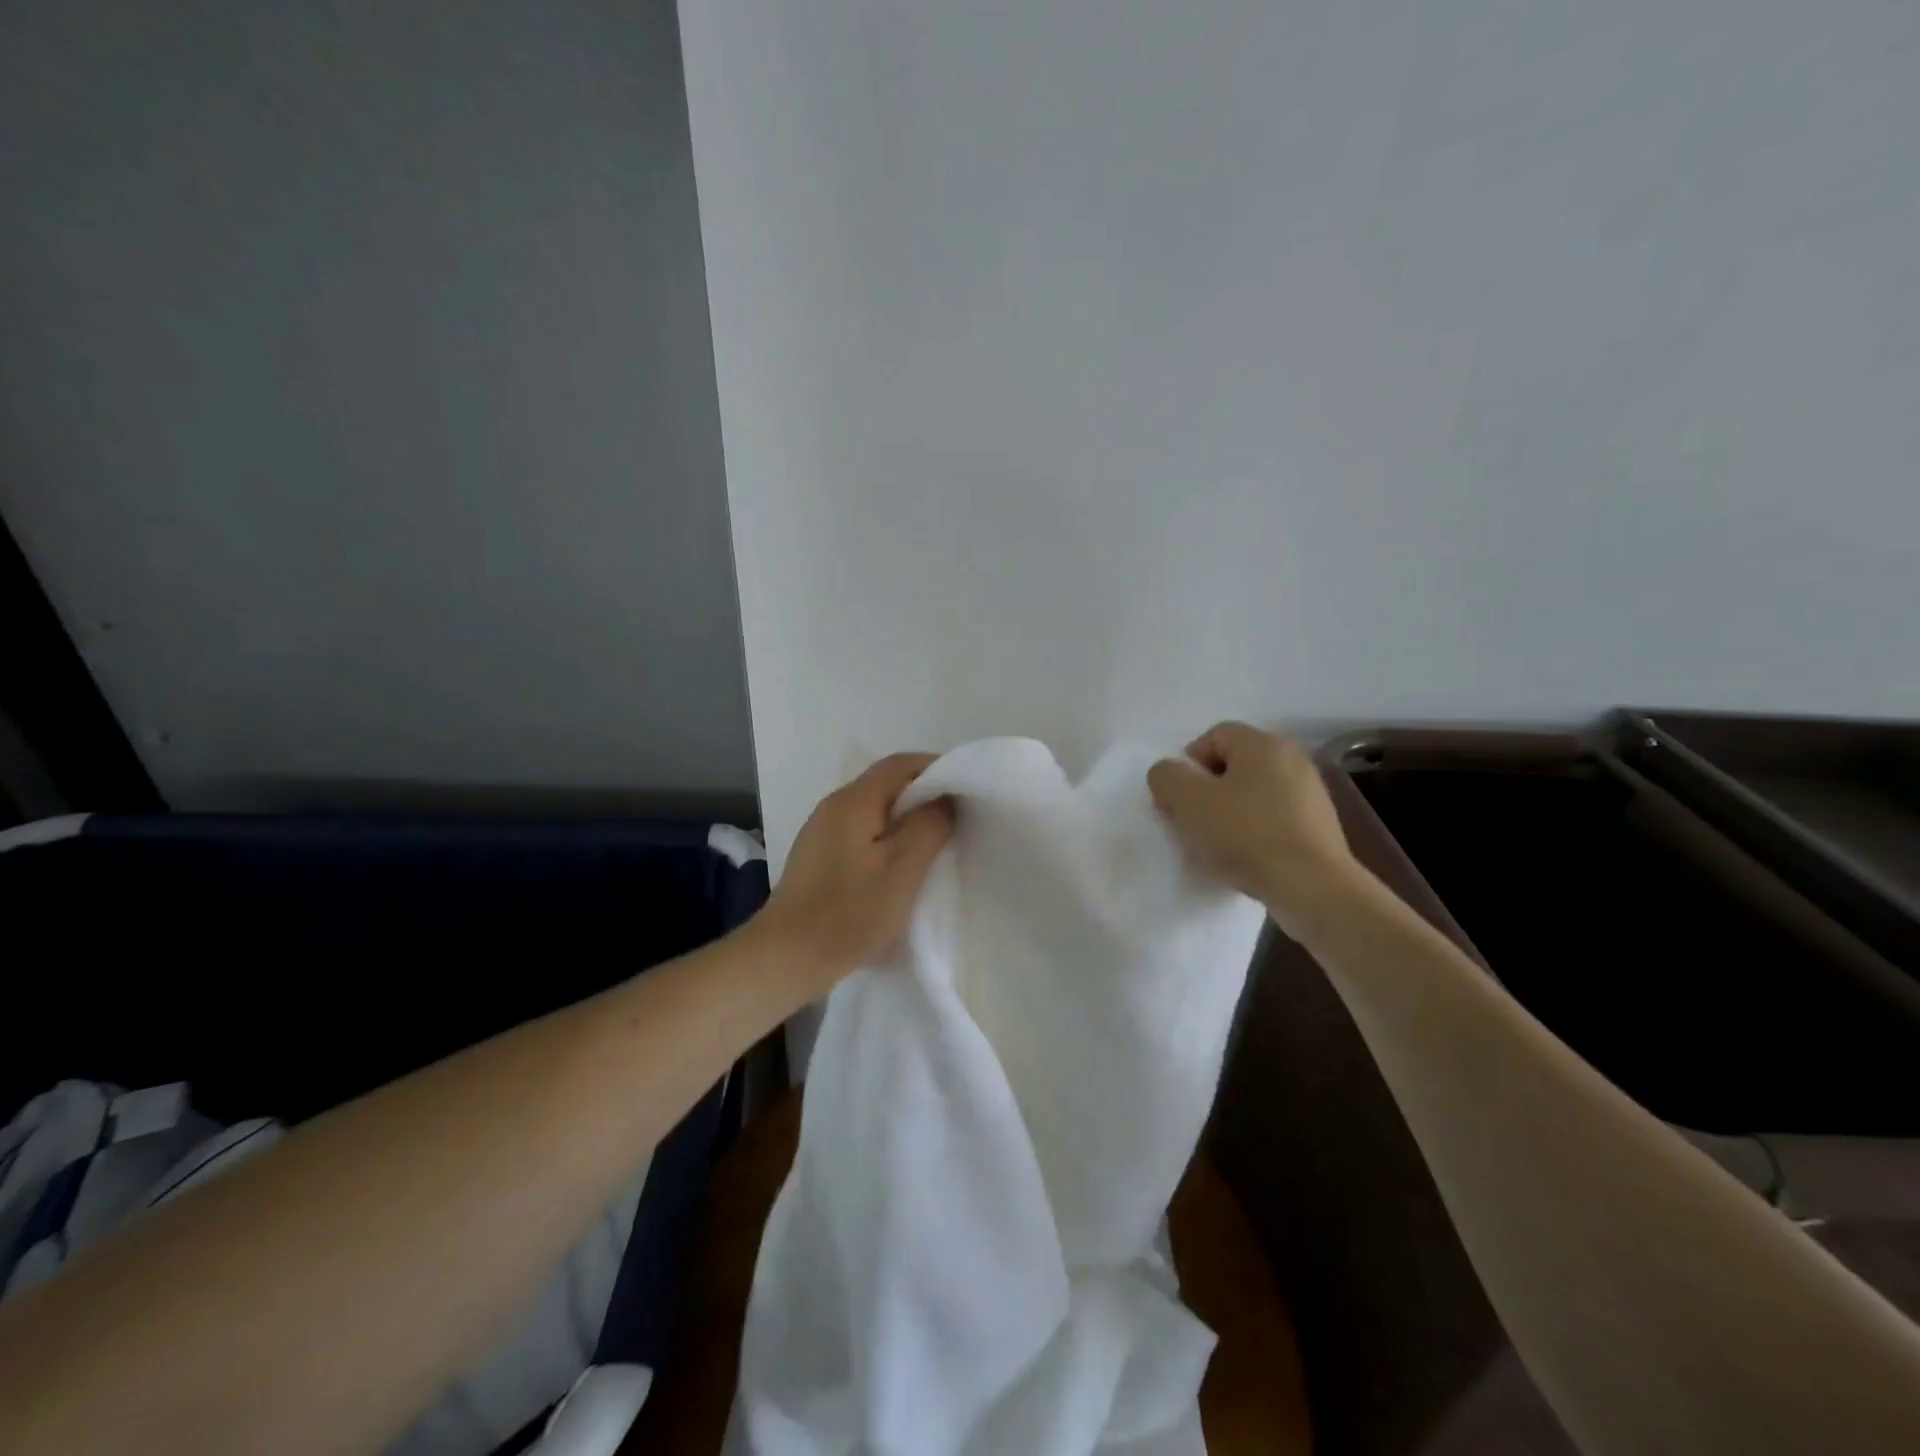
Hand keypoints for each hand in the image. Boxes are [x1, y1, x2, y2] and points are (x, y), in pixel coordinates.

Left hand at [761, 753, 954, 987]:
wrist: (785, 958)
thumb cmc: (849, 914)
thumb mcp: (902, 870)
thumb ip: (929, 827)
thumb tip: (945, 799)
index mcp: (853, 801)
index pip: (900, 764)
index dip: (937, 768)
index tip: (966, 789)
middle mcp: (833, 806)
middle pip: (886, 785)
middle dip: (925, 795)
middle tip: (958, 819)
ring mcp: (821, 832)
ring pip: (874, 811)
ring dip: (906, 820)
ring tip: (936, 843)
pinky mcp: (818, 858)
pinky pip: (861, 833)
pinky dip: (887, 839)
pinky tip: (900, 867)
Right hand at [1147, 722, 1361, 932]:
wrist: (1312, 887)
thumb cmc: (1245, 834)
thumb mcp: (1187, 801)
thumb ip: (1166, 776)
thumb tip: (1169, 774)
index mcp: (1262, 744)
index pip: (1213, 736)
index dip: (1188, 765)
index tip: (1178, 800)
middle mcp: (1292, 758)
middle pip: (1235, 765)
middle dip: (1207, 790)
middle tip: (1193, 821)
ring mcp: (1311, 793)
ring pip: (1254, 793)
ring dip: (1231, 813)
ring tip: (1218, 845)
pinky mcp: (1321, 827)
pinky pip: (1275, 818)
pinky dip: (1256, 832)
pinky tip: (1247, 858)